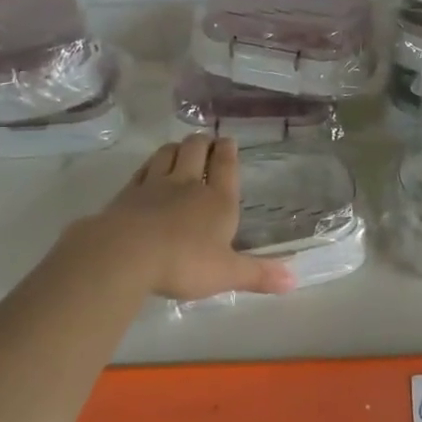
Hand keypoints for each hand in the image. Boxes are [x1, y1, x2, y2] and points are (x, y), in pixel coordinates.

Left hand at [73, 134, 294, 301]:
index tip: (228, 140)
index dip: (228, 151)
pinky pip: (141, 171)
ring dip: (176, 148)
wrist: (126, 254)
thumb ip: (259, 274)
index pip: (226, 166)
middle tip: (206, 140)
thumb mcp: (227, 273)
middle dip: (203, 143)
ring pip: (167, 154)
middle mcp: (187, 185)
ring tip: (180, 148)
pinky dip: (148, 165)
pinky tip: (149, 169)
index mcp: (217, 201)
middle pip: (195, 151)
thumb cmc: (184, 263)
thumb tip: (295, 280)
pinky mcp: (127, 194)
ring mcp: (154, 186)